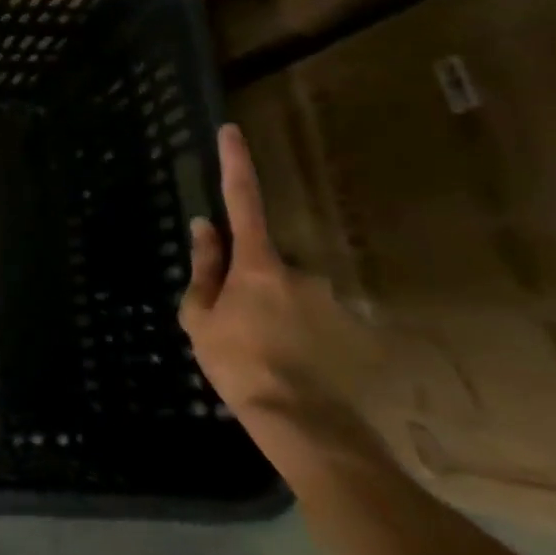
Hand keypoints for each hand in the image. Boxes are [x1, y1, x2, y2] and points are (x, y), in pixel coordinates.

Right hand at [180, 124, 368, 446]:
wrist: (304, 423)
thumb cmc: (238, 363)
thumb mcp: (200, 317)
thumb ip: (204, 268)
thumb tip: (205, 227)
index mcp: (257, 264)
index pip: (243, 200)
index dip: (236, 164)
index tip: (231, 131)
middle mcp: (300, 270)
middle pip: (266, 260)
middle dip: (251, 280)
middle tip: (237, 323)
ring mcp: (331, 299)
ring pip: (292, 290)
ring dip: (277, 308)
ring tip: (266, 352)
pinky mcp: (355, 327)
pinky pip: (315, 316)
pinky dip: (301, 332)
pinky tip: (294, 365)